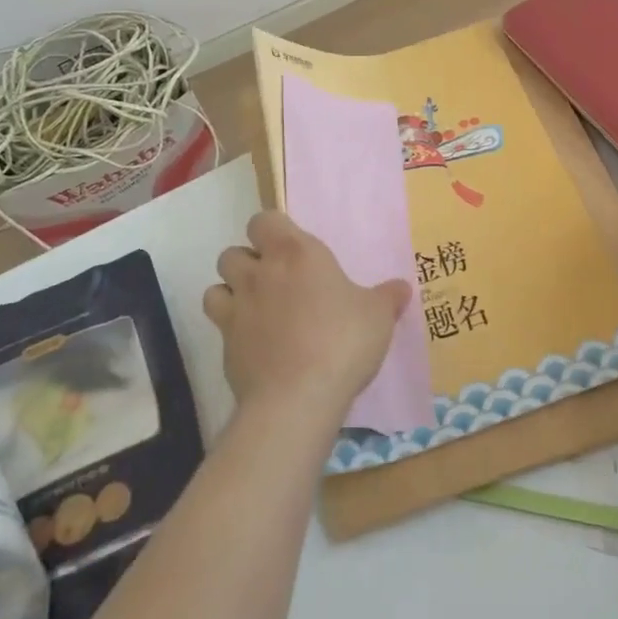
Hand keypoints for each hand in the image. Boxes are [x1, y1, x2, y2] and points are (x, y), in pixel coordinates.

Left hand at [202, 210, 408, 424]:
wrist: (297, 397)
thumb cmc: (342, 342)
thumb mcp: (378, 317)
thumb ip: (387, 298)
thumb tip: (401, 288)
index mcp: (295, 252)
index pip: (264, 220)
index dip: (272, 229)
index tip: (290, 246)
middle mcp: (260, 273)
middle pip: (233, 252)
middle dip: (248, 262)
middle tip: (275, 280)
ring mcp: (237, 309)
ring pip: (216, 285)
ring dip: (231, 291)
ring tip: (255, 308)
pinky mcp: (225, 345)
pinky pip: (219, 324)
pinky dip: (230, 327)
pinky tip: (253, 342)